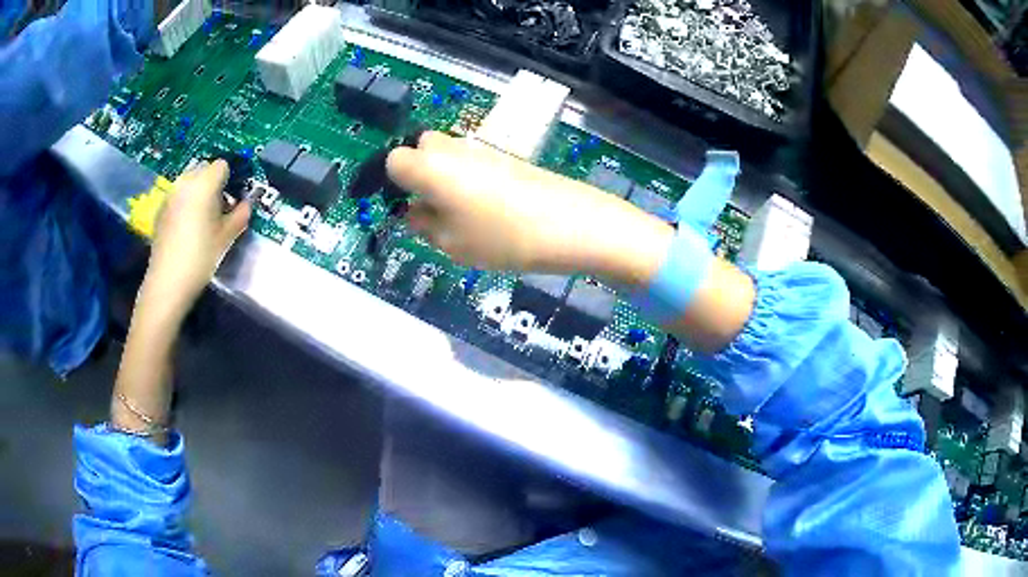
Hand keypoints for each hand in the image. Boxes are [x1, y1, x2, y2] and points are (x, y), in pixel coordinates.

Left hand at [143, 160, 250, 319]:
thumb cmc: (201, 257)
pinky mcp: (160, 210)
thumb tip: (246, 203)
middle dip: (213, 184)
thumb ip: (241, 214)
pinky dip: (185, 204)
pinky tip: (185, 230)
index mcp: (204, 183)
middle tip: (218, 209)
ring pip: (189, 183)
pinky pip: (178, 197)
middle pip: (204, 170)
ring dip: (198, 193)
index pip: (223, 165)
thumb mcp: (227, 237)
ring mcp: (170, 195)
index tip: (232, 200)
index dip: (230, 180)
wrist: (167, 282)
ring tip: (201, 220)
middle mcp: (185, 182)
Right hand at [386, 132, 672, 284]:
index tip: (409, 207)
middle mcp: (451, 148)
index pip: (394, 160)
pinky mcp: (508, 156)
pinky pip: (474, 161)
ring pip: (449, 154)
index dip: (395, 183)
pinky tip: (491, 208)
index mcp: (428, 167)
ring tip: (465, 215)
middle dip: (420, 173)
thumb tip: (416, 212)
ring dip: (446, 177)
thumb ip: (424, 226)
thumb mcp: (452, 244)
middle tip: (435, 208)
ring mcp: (482, 149)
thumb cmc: (502, 238)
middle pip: (422, 147)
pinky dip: (471, 179)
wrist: (572, 223)